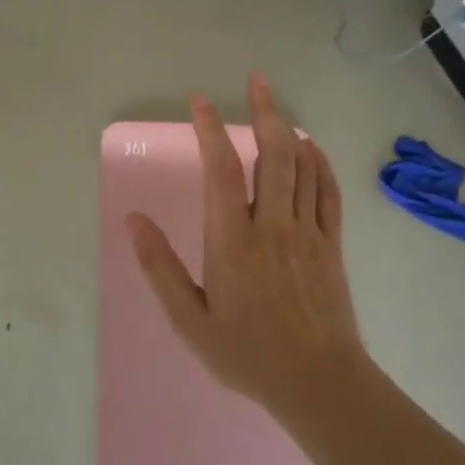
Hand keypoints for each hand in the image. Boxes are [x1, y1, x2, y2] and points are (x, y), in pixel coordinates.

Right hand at [127, 74, 369, 423]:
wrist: (320, 384)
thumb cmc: (247, 354)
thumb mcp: (189, 321)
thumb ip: (159, 268)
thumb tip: (133, 221)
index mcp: (232, 241)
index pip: (221, 170)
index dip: (210, 130)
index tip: (201, 102)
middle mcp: (272, 225)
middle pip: (272, 154)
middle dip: (264, 111)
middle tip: (256, 80)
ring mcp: (308, 233)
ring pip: (302, 166)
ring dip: (290, 129)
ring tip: (276, 103)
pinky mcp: (332, 245)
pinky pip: (327, 192)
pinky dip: (319, 163)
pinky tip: (311, 147)